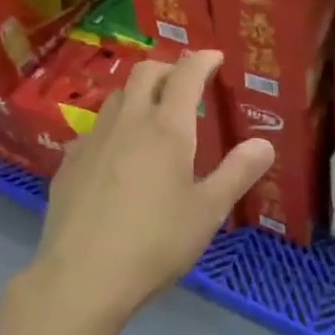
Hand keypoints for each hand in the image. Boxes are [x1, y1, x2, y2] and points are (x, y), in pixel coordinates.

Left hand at [29, 50, 274, 324]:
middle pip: (146, 72)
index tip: (214, 57)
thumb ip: (238, 173)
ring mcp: (93, 139)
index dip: (203, 60)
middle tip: (185, 83)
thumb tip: (265, 144)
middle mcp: (128, 121)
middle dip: (169, 68)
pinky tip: (117, 153)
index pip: (187, 74)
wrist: (81, 276)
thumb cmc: (155, 243)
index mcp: (167, 128)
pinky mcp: (69, 162)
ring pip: (118, 96)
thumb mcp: (208, 212)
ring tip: (152, 113)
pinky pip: (95, 127)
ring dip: (139, 92)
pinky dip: (114, 124)